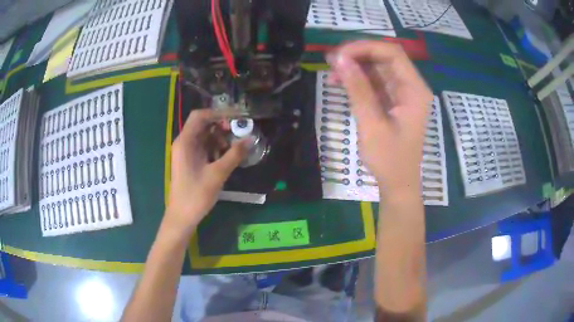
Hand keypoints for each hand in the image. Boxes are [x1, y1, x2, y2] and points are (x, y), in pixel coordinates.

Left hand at [166, 109, 247, 234]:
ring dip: (219, 138)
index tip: (236, 117)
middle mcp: (184, 143)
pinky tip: (226, 157)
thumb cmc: (196, 194)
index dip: (218, 113)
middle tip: (238, 132)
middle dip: (221, 126)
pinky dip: (215, 148)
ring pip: (204, 136)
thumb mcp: (218, 174)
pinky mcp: (190, 161)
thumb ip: (234, 155)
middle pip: (202, 125)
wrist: (182, 216)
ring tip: (234, 147)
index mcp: (185, 142)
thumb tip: (250, 139)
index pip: (200, 116)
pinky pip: (203, 147)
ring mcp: (186, 152)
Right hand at [327, 41, 431, 198]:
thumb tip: (339, 59)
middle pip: (385, 58)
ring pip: (378, 68)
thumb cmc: (389, 159)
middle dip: (358, 55)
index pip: (392, 53)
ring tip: (331, 71)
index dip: (365, 47)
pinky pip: (375, 82)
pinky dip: (358, 80)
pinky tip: (340, 82)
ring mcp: (402, 94)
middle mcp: (411, 87)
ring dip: (356, 66)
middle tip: (331, 61)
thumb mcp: (372, 123)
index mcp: (414, 89)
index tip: (339, 55)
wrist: (397, 184)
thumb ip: (357, 88)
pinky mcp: (393, 101)